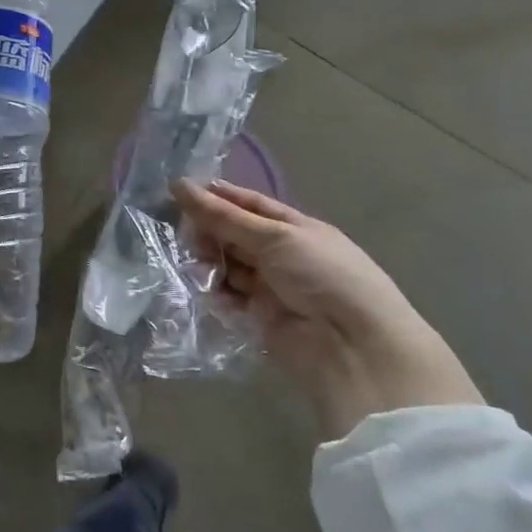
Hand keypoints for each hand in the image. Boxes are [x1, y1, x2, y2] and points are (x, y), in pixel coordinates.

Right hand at [174, 179, 482, 440]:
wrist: (352, 347)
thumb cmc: (322, 276)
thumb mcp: (274, 237)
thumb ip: (224, 216)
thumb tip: (179, 185)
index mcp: (295, 228)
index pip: (249, 205)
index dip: (218, 196)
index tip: (179, 191)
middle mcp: (281, 254)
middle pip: (234, 235)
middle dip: (209, 231)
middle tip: (186, 234)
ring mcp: (270, 287)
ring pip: (227, 265)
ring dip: (209, 262)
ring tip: (197, 264)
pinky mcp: (258, 317)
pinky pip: (227, 297)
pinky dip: (214, 292)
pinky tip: (205, 289)